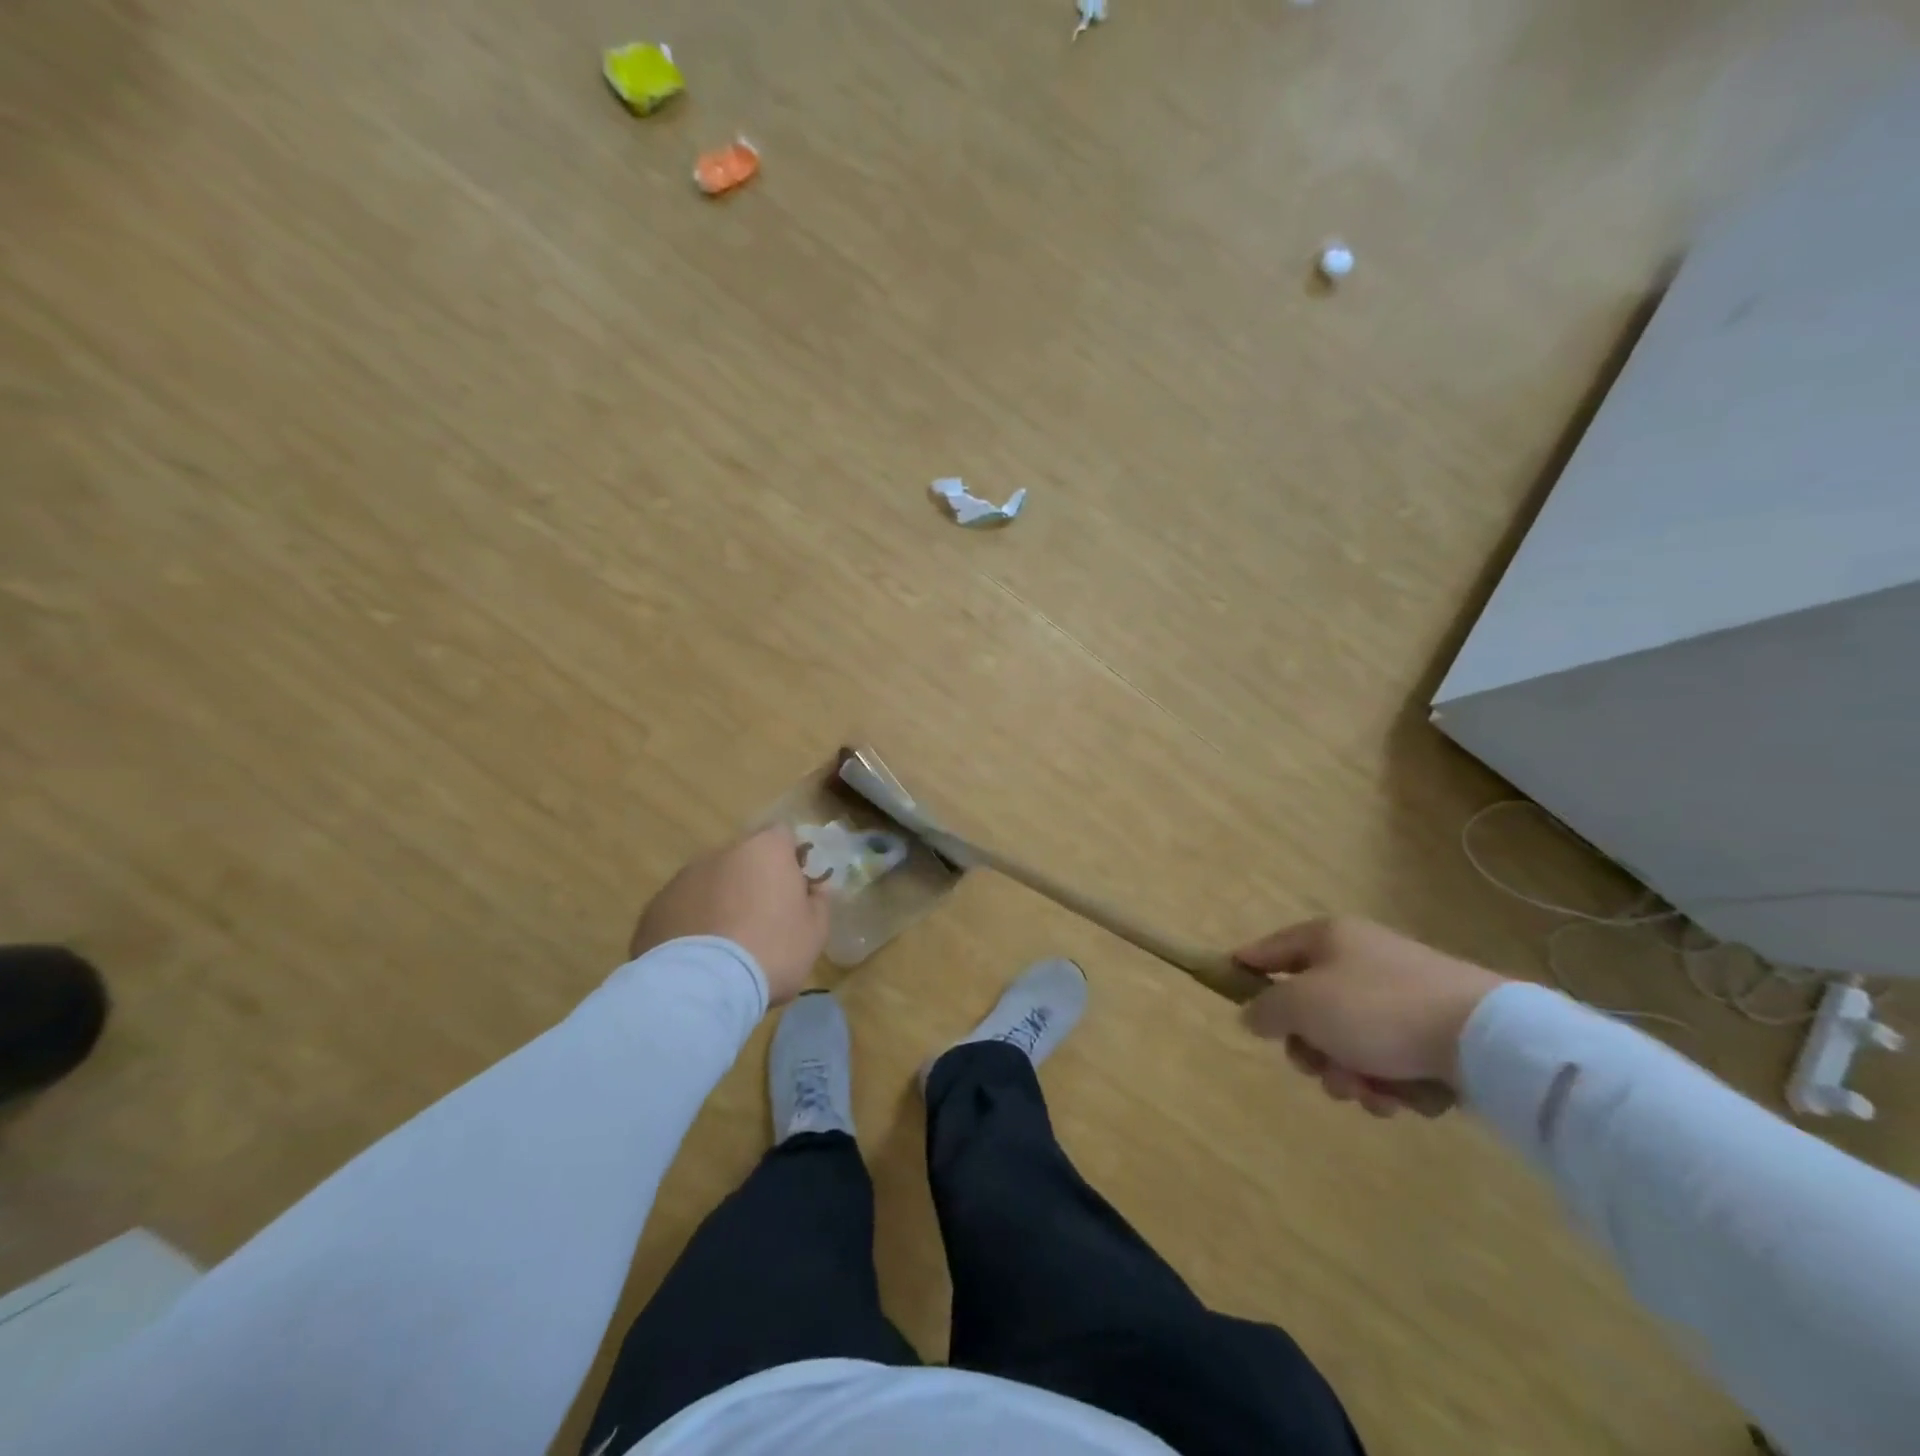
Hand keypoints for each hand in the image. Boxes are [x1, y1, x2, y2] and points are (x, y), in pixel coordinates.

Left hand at [629, 826, 829, 1004]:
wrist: (701, 987)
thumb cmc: (771, 950)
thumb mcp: (814, 932)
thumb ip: (818, 902)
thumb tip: (813, 889)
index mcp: (765, 850)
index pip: (783, 836)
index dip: (790, 859)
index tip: (795, 889)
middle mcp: (722, 853)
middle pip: (744, 859)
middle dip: (753, 881)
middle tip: (762, 920)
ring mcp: (683, 878)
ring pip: (710, 883)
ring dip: (720, 902)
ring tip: (726, 945)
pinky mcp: (654, 908)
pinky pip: (682, 909)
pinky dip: (691, 924)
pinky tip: (698, 958)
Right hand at [1237, 917, 1504, 1116]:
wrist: (1481, 1037)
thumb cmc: (1376, 1010)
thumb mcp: (1303, 1005)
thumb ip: (1266, 1009)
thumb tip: (1251, 1014)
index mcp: (1328, 939)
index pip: (1270, 949)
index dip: (1245, 968)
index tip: (1226, 988)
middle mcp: (1361, 959)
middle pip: (1309, 1008)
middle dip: (1311, 1050)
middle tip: (1320, 1069)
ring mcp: (1400, 995)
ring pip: (1349, 1042)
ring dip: (1350, 1074)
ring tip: (1372, 1092)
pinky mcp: (1432, 1030)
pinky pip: (1389, 1059)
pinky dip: (1390, 1082)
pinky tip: (1404, 1096)